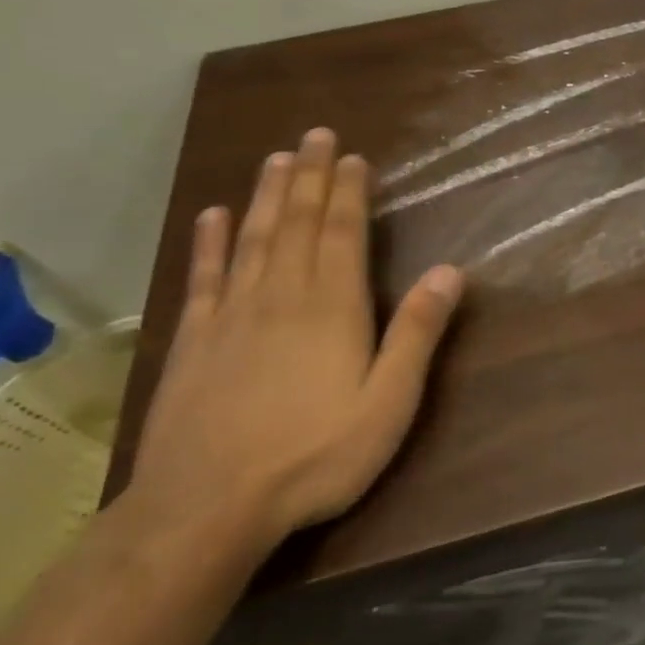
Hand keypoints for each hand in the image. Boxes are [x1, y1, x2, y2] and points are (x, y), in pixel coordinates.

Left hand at [126, 128, 463, 555]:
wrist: (205, 509)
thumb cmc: (314, 456)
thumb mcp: (388, 403)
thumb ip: (417, 333)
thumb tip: (450, 270)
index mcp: (333, 307)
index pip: (343, 233)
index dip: (350, 192)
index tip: (354, 158)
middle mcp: (282, 296)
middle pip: (299, 223)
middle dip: (311, 176)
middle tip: (316, 136)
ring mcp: (232, 315)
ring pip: (254, 238)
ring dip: (268, 195)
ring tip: (277, 158)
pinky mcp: (194, 340)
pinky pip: (204, 276)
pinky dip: (210, 242)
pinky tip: (213, 215)